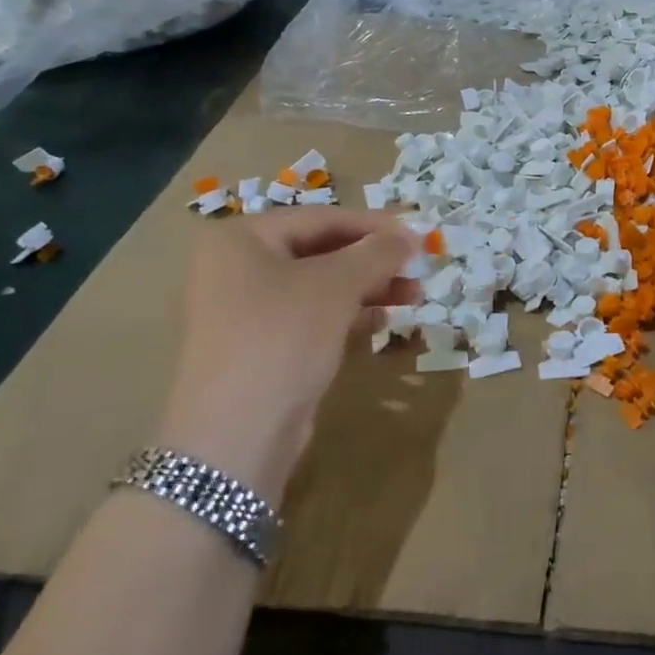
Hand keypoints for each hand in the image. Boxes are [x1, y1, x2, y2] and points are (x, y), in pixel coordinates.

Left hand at [158, 210, 416, 501]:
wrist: (236, 436)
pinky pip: (311, 318)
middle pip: (320, 251)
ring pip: (320, 287)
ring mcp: (246, 311)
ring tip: (413, 298)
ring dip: (368, 288)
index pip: (321, 218)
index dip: (374, 226)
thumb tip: (410, 236)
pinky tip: (382, 321)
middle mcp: (237, 268)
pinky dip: (348, 314)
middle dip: (373, 260)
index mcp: (241, 239)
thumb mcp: (335, 287)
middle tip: (417, 269)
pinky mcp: (261, 347)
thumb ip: (376, 254)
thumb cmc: (282, 339)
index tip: (418, 237)